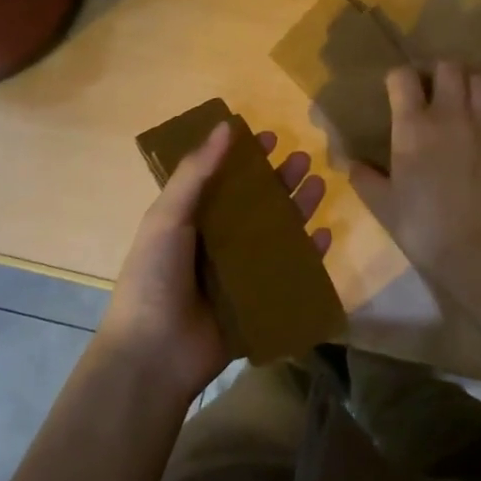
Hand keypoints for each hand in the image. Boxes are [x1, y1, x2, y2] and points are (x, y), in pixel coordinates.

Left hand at [97, 122, 330, 400]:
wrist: (154, 355)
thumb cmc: (155, 278)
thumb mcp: (168, 217)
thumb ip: (196, 173)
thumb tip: (225, 125)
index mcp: (192, 220)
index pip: (223, 180)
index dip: (244, 158)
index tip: (268, 137)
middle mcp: (217, 242)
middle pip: (256, 204)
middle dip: (280, 180)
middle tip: (303, 158)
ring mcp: (240, 273)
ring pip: (277, 233)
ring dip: (298, 209)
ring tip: (320, 184)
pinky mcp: (259, 301)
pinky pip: (290, 272)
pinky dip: (309, 254)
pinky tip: (326, 235)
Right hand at [350, 62, 480, 283]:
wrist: (479, 249)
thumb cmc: (423, 226)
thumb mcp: (383, 205)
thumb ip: (364, 178)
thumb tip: (350, 163)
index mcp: (413, 126)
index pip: (403, 77)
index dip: (397, 78)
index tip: (394, 90)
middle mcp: (449, 115)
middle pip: (448, 66)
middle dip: (437, 71)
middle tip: (430, 90)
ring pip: (479, 79)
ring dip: (466, 83)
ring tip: (458, 102)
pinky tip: (477, 127)